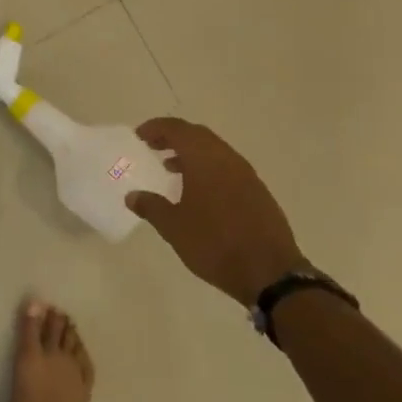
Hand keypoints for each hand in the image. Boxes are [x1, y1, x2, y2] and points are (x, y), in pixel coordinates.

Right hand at [125, 118, 304, 304]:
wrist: (270, 272)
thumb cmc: (214, 244)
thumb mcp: (174, 228)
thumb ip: (151, 207)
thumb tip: (132, 196)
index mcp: (205, 160)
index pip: (177, 129)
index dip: (156, 128)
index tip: (139, 136)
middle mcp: (227, 159)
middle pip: (197, 135)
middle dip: (173, 137)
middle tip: (152, 147)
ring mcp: (247, 175)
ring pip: (214, 151)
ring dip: (191, 153)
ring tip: (170, 169)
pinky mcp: (258, 192)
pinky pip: (227, 167)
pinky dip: (208, 168)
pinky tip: (198, 192)